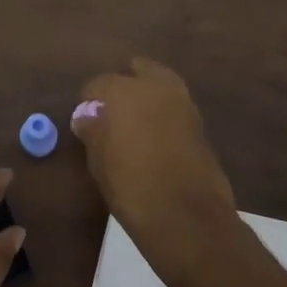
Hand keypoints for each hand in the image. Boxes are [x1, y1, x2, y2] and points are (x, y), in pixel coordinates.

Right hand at [72, 58, 238, 282]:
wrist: (186, 216)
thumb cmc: (131, 187)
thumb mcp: (99, 161)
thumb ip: (93, 131)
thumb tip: (88, 117)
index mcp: (124, 91)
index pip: (98, 84)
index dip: (89, 101)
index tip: (86, 121)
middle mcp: (156, 87)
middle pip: (137, 70)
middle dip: (124, 85)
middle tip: (112, 113)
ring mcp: (183, 102)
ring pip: (160, 84)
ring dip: (147, 96)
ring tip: (133, 125)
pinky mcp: (200, 122)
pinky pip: (175, 106)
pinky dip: (163, 113)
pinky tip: (154, 137)